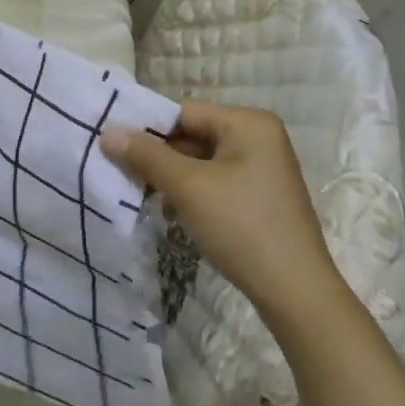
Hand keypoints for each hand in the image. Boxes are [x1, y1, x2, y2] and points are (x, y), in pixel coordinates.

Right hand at [101, 100, 341, 331]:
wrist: (296, 293)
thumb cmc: (241, 226)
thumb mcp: (188, 187)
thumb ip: (147, 156)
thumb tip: (108, 133)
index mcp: (248, 123)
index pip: (184, 112)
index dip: (146, 127)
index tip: (111, 144)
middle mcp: (259, 137)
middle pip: (193, 135)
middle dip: (158, 156)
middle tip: (119, 171)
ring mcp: (262, 168)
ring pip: (201, 162)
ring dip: (171, 178)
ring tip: (140, 195)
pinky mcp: (260, 197)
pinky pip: (215, 182)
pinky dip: (191, 193)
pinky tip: (170, 213)